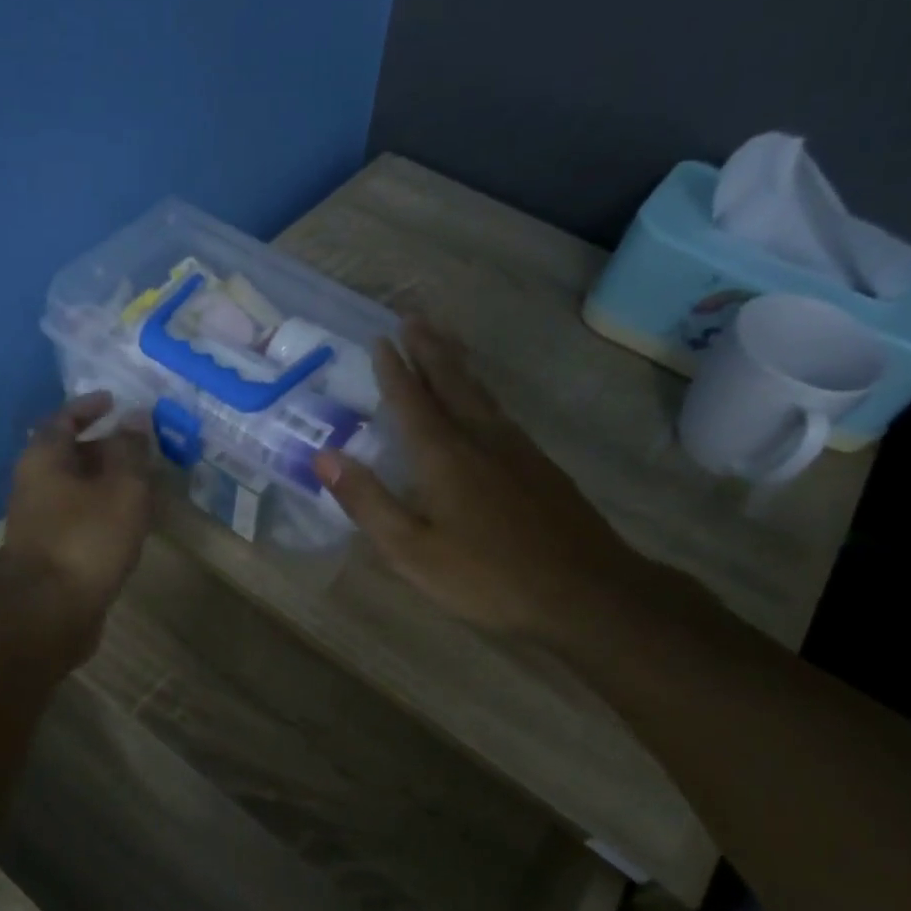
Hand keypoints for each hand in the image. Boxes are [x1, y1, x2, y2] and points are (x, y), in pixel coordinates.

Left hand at [4, 392, 154, 632]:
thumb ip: (130, 450)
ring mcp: (40, 519)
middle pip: (69, 453)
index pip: (64, 418)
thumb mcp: (121, 487)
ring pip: (76, 486)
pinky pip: (80, 514)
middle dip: (105, 446)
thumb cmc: (87, 539)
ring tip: (144, 481)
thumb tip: (135, 418)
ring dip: (107, 480)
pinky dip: (103, 507)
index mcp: (44, 458)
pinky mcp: (51, 549)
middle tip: (142, 445)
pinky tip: (129, 519)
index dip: (90, 407)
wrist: (50, 612)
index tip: (116, 402)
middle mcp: (34, 483)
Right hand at [313, 320, 648, 639]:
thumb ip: (367, 501)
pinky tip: (484, 403)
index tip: (381, 339)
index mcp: (444, 456)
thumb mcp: (411, 550)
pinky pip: (501, 412)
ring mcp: (517, 450)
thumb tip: (324, 455)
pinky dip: (482, 392)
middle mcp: (481, 439)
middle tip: (413, 318)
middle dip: (429, 349)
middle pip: (452, 382)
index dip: (394, 370)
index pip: (412, 401)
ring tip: (443, 341)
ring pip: (481, 393)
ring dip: (457, 363)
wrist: (586, 592)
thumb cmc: (487, 576)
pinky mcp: (541, 466)